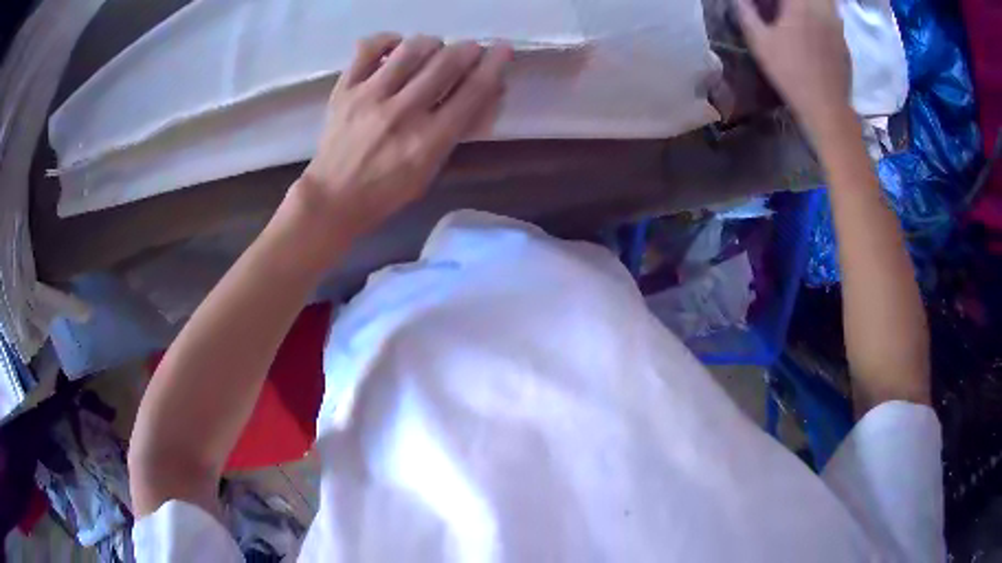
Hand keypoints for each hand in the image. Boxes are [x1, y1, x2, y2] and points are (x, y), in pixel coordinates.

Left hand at [298, 33, 512, 232]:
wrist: (332, 198)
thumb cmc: (387, 191)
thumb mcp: (431, 169)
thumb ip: (458, 130)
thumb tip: (486, 91)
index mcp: (429, 140)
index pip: (473, 91)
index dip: (494, 65)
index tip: (503, 49)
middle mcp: (402, 112)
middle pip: (447, 62)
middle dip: (467, 50)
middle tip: (470, 50)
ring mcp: (369, 96)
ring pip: (412, 48)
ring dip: (432, 43)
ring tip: (433, 50)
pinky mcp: (344, 88)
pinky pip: (369, 47)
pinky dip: (388, 40)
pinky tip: (396, 47)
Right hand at [735, 0, 852, 133]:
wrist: (826, 108)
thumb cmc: (791, 73)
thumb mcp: (760, 43)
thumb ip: (747, 14)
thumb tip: (739, 1)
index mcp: (799, 5)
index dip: (772, 0)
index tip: (765, 5)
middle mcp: (821, 9)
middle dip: (793, 2)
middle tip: (783, 8)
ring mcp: (836, 25)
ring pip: (827, 3)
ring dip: (811, 5)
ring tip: (797, 14)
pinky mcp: (843, 41)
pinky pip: (833, 18)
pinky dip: (822, 16)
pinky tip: (813, 29)